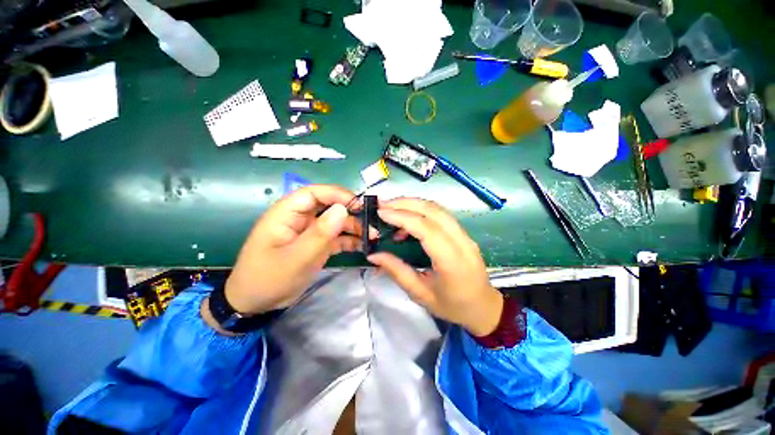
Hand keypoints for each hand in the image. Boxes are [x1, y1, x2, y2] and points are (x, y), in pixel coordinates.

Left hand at [224, 185, 367, 314]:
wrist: (256, 305)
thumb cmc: (269, 279)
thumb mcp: (295, 258)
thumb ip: (319, 234)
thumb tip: (342, 209)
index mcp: (287, 213)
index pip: (314, 193)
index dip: (337, 194)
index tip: (359, 204)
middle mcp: (300, 219)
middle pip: (329, 206)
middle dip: (351, 212)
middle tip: (371, 222)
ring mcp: (310, 232)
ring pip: (336, 221)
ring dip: (354, 227)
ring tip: (372, 236)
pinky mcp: (317, 244)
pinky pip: (336, 237)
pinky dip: (350, 240)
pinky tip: (363, 246)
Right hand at [367, 198, 503, 336]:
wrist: (483, 307)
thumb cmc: (452, 306)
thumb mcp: (420, 294)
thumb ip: (397, 271)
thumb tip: (373, 255)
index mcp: (452, 262)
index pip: (426, 229)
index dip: (402, 217)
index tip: (381, 212)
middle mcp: (462, 242)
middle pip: (433, 211)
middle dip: (405, 204)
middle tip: (382, 205)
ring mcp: (465, 235)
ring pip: (438, 209)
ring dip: (413, 204)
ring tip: (391, 208)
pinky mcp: (462, 232)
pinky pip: (440, 214)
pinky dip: (421, 210)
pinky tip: (407, 220)